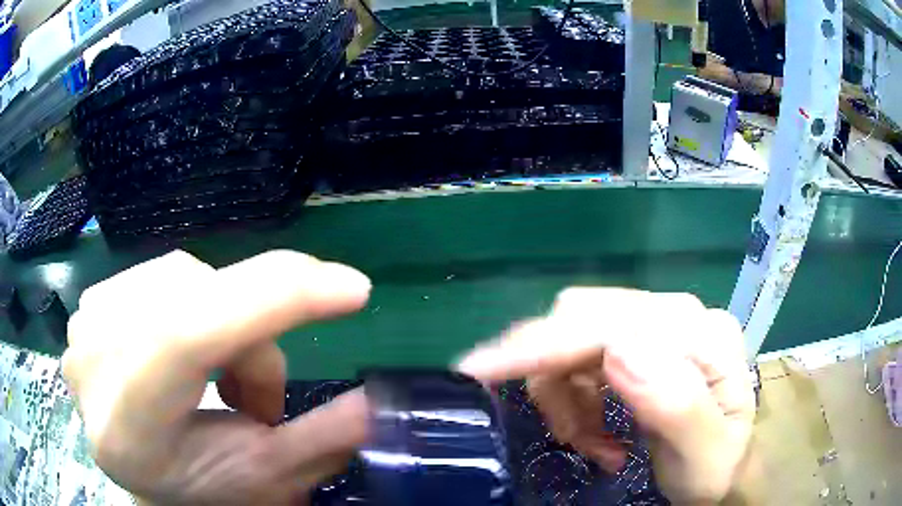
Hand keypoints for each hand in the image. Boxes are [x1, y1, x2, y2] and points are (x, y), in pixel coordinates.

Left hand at [63, 250, 371, 504]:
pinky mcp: (93, 297)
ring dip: (227, 326)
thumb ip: (317, 442)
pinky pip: (166, 274)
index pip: (189, 335)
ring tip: (221, 382)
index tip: (352, 289)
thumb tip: (375, 401)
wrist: (133, 463)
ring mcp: (86, 320)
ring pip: (189, 278)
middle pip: (199, 303)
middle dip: (254, 341)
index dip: (273, 300)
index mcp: (128, 425)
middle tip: (260, 401)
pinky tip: (185, 353)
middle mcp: (93, 361)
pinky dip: (196, 307)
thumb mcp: (261, 477)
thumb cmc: (193, 484)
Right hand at [458, 288, 754, 503]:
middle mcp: (677, 314)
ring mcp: (657, 325)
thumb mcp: (705, 453)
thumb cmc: (716, 466)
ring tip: (589, 442)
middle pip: (583, 320)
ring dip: (564, 395)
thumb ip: (677, 403)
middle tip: (564, 436)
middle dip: (552, 379)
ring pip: (574, 339)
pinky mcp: (640, 341)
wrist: (725, 465)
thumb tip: (618, 350)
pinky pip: (581, 357)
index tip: (479, 371)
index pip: (612, 323)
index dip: (543, 344)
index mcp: (701, 335)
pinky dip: (573, 396)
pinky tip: (595, 428)